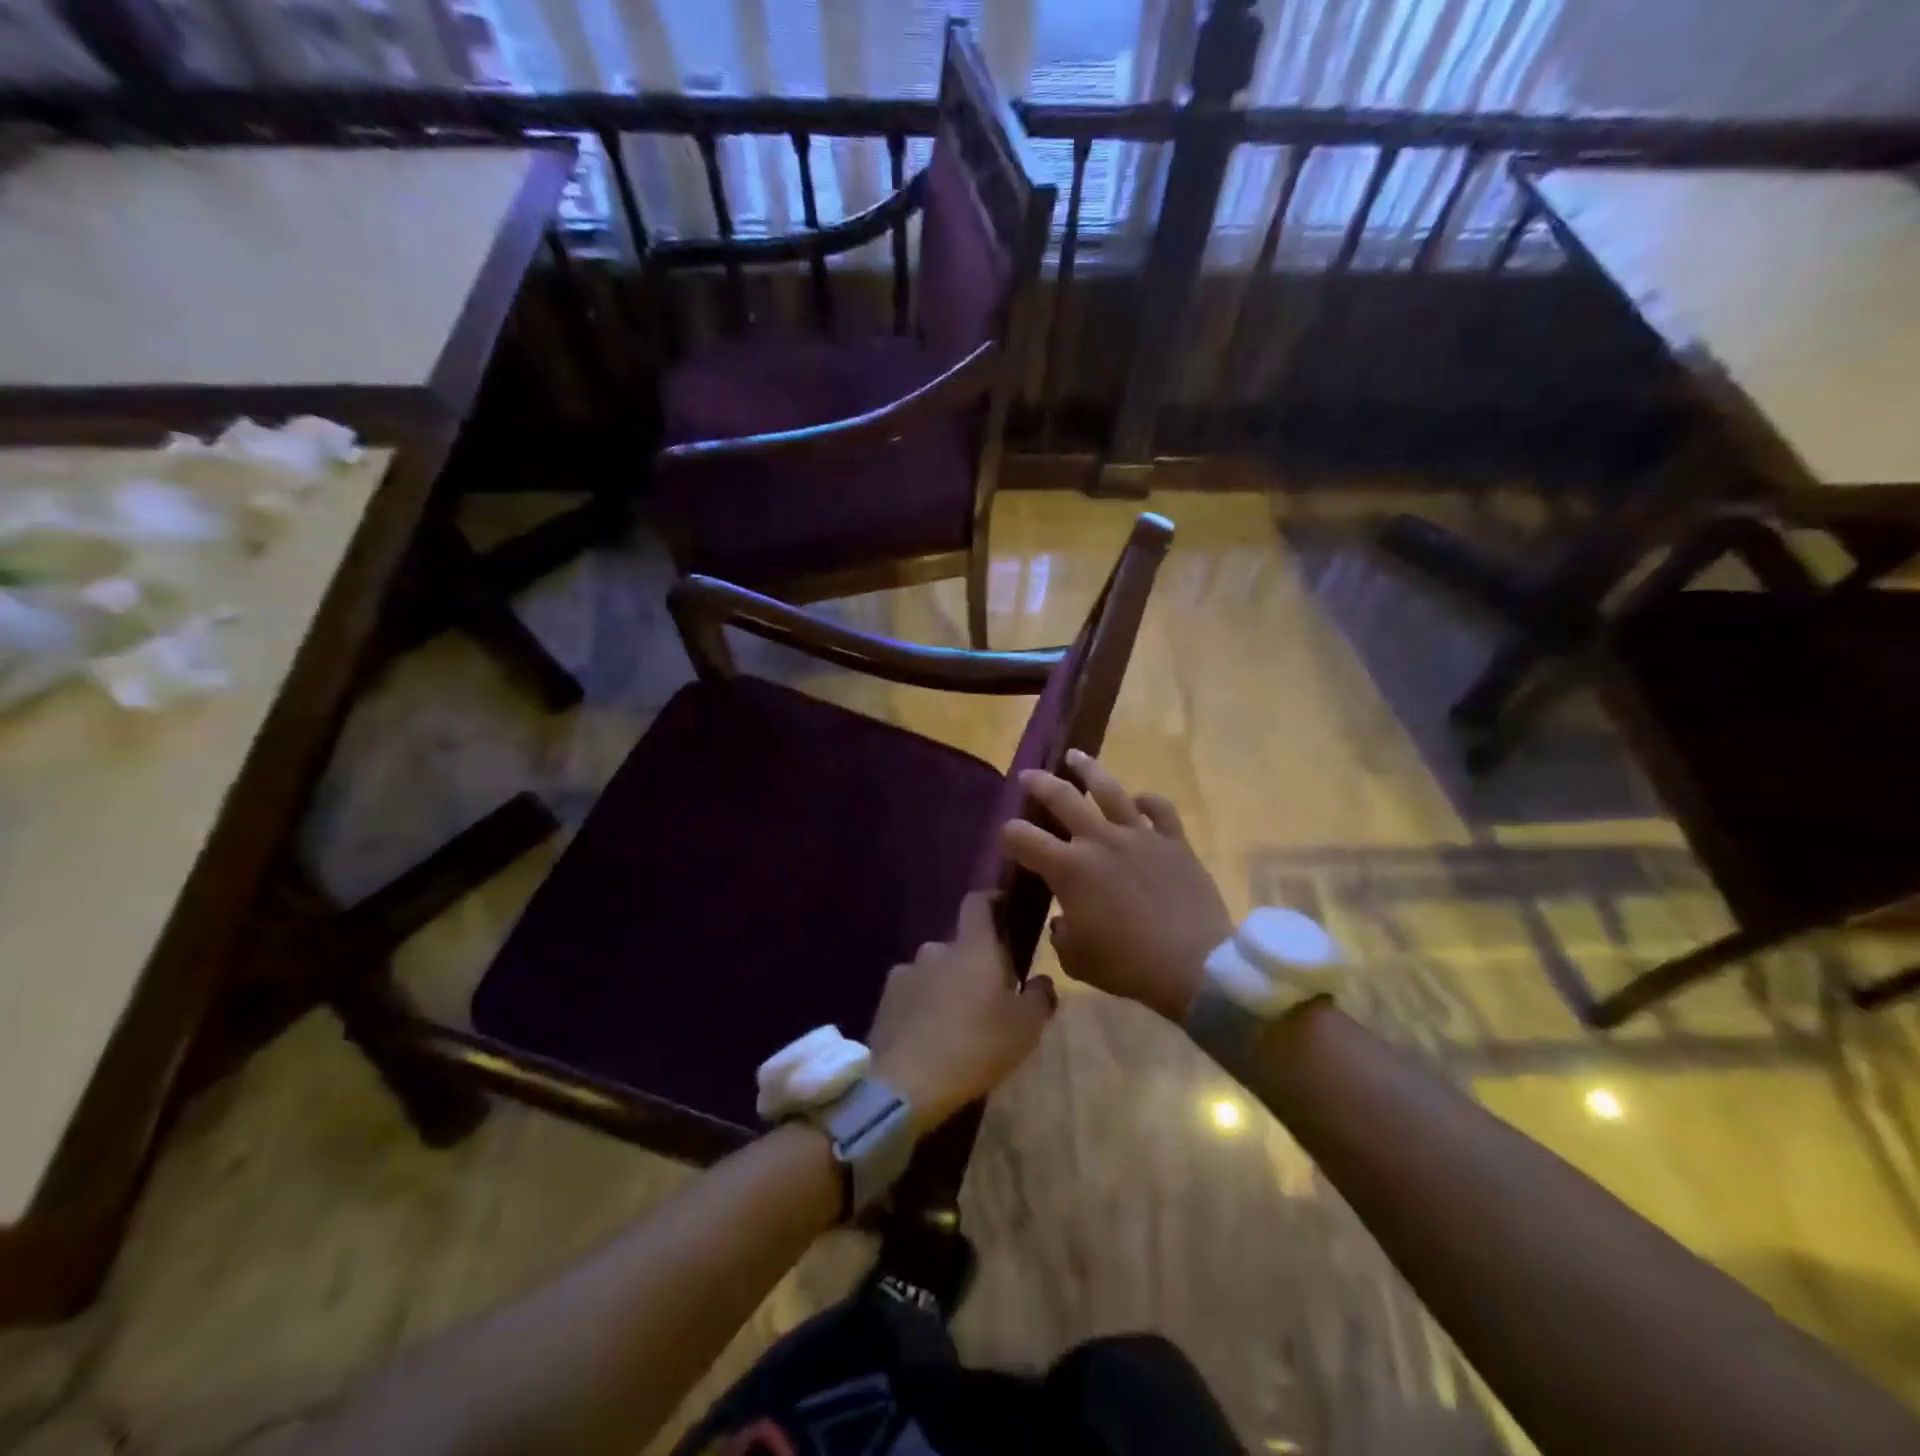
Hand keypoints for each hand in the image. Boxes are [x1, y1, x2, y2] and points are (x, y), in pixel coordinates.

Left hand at [867, 891, 1057, 1137]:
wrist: (907, 1083)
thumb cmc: (976, 1046)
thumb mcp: (1026, 1027)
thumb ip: (1040, 996)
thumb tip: (1042, 980)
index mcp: (973, 947)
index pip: (977, 902)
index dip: (990, 900)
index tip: (1003, 910)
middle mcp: (936, 949)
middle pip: (958, 945)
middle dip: (972, 963)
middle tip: (987, 995)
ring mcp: (905, 973)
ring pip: (933, 971)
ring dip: (945, 986)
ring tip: (956, 1022)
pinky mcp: (884, 1000)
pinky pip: (911, 994)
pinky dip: (922, 1006)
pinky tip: (929, 1037)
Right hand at [1001, 750, 1232, 1022]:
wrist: (1196, 964)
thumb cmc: (1129, 965)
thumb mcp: (1077, 960)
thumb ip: (1061, 934)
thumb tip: (1063, 919)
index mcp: (1069, 868)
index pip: (1023, 838)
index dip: (1008, 836)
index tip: (1008, 840)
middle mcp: (1099, 840)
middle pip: (1062, 797)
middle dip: (1039, 783)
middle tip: (1028, 775)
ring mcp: (1139, 835)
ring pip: (1109, 789)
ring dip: (1087, 770)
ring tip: (1075, 757)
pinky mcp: (1174, 841)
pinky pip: (1159, 809)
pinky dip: (1147, 800)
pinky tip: (1138, 799)